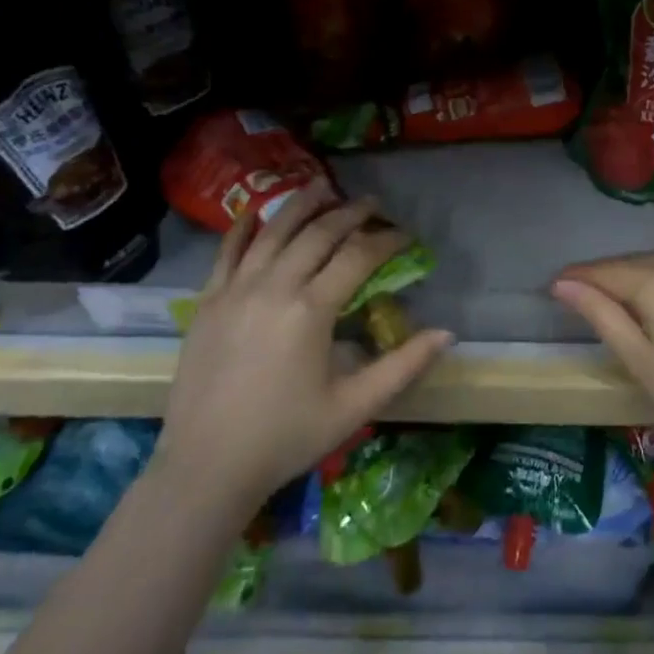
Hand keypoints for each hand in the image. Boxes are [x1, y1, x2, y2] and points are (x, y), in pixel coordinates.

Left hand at [157, 184, 450, 503]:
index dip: (387, 240)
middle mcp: (273, 286)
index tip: (406, 235)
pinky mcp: (207, 301)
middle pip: (318, 233)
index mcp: (311, 310)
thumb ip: (403, 365)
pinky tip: (255, 214)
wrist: (207, 468)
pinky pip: (226, 252)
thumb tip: (447, 333)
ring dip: (301, 204)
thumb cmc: (287, 437)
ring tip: (323, 185)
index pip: (359, 256)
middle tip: (373, 203)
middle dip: (351, 212)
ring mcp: (235, 290)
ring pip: (273, 231)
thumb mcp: (355, 406)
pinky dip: (243, 228)